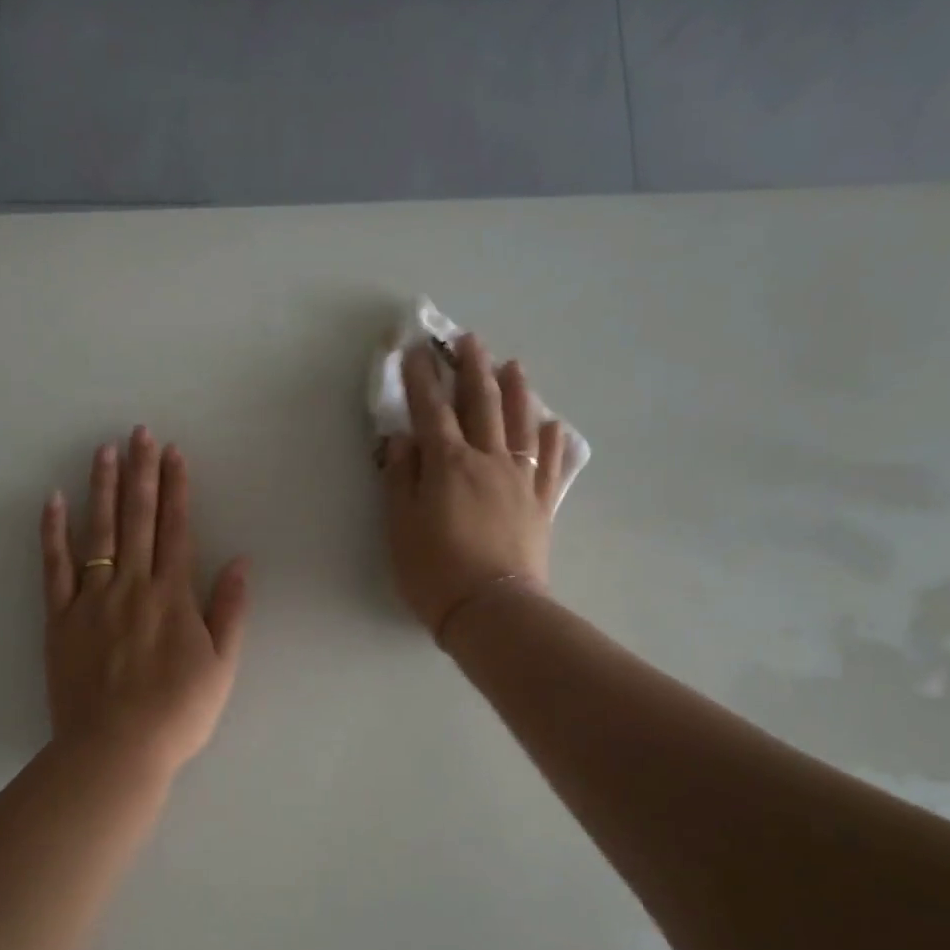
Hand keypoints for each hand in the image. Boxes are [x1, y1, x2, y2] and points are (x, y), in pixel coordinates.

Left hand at [41, 427, 249, 779]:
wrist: (117, 748)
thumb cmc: (177, 713)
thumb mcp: (222, 667)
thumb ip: (229, 611)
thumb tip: (239, 562)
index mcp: (173, 596)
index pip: (176, 529)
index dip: (177, 489)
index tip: (174, 453)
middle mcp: (133, 586)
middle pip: (138, 519)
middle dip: (141, 473)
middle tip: (139, 432)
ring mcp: (92, 599)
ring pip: (98, 532)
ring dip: (102, 488)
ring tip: (104, 450)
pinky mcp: (60, 618)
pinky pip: (55, 567)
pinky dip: (53, 533)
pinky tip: (53, 500)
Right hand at [379, 335, 568, 638]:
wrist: (491, 609)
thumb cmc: (434, 571)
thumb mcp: (400, 526)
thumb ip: (399, 478)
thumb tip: (401, 439)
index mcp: (448, 464)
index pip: (431, 411)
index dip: (420, 380)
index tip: (414, 352)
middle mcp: (487, 460)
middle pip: (481, 404)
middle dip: (471, 369)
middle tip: (468, 340)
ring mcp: (519, 480)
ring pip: (519, 423)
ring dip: (515, 390)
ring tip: (512, 365)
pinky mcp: (541, 503)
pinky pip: (548, 462)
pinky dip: (549, 439)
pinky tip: (550, 424)